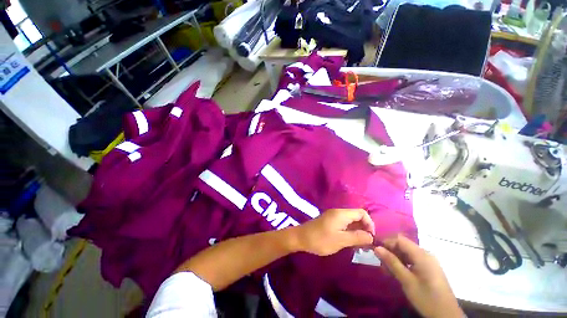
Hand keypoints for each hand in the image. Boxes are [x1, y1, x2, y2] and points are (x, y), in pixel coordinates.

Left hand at [290, 209, 374, 255]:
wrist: (301, 237)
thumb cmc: (320, 239)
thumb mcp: (340, 240)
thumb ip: (357, 237)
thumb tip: (371, 237)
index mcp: (342, 214)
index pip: (362, 213)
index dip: (369, 223)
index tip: (371, 237)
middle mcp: (338, 212)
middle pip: (357, 216)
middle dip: (364, 228)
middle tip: (366, 243)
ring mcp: (333, 216)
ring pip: (351, 221)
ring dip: (357, 231)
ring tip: (360, 245)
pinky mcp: (330, 221)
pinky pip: (344, 223)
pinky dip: (350, 231)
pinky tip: (350, 241)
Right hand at [374, 235, 462, 317]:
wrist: (447, 315)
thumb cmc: (426, 297)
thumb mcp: (407, 281)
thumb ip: (392, 262)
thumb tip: (377, 248)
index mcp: (422, 255)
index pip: (400, 240)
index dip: (387, 242)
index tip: (376, 250)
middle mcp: (426, 254)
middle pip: (403, 245)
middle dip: (390, 251)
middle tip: (381, 263)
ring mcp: (429, 261)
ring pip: (407, 253)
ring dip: (396, 258)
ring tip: (387, 269)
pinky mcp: (429, 268)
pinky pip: (413, 260)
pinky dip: (403, 263)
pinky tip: (398, 272)